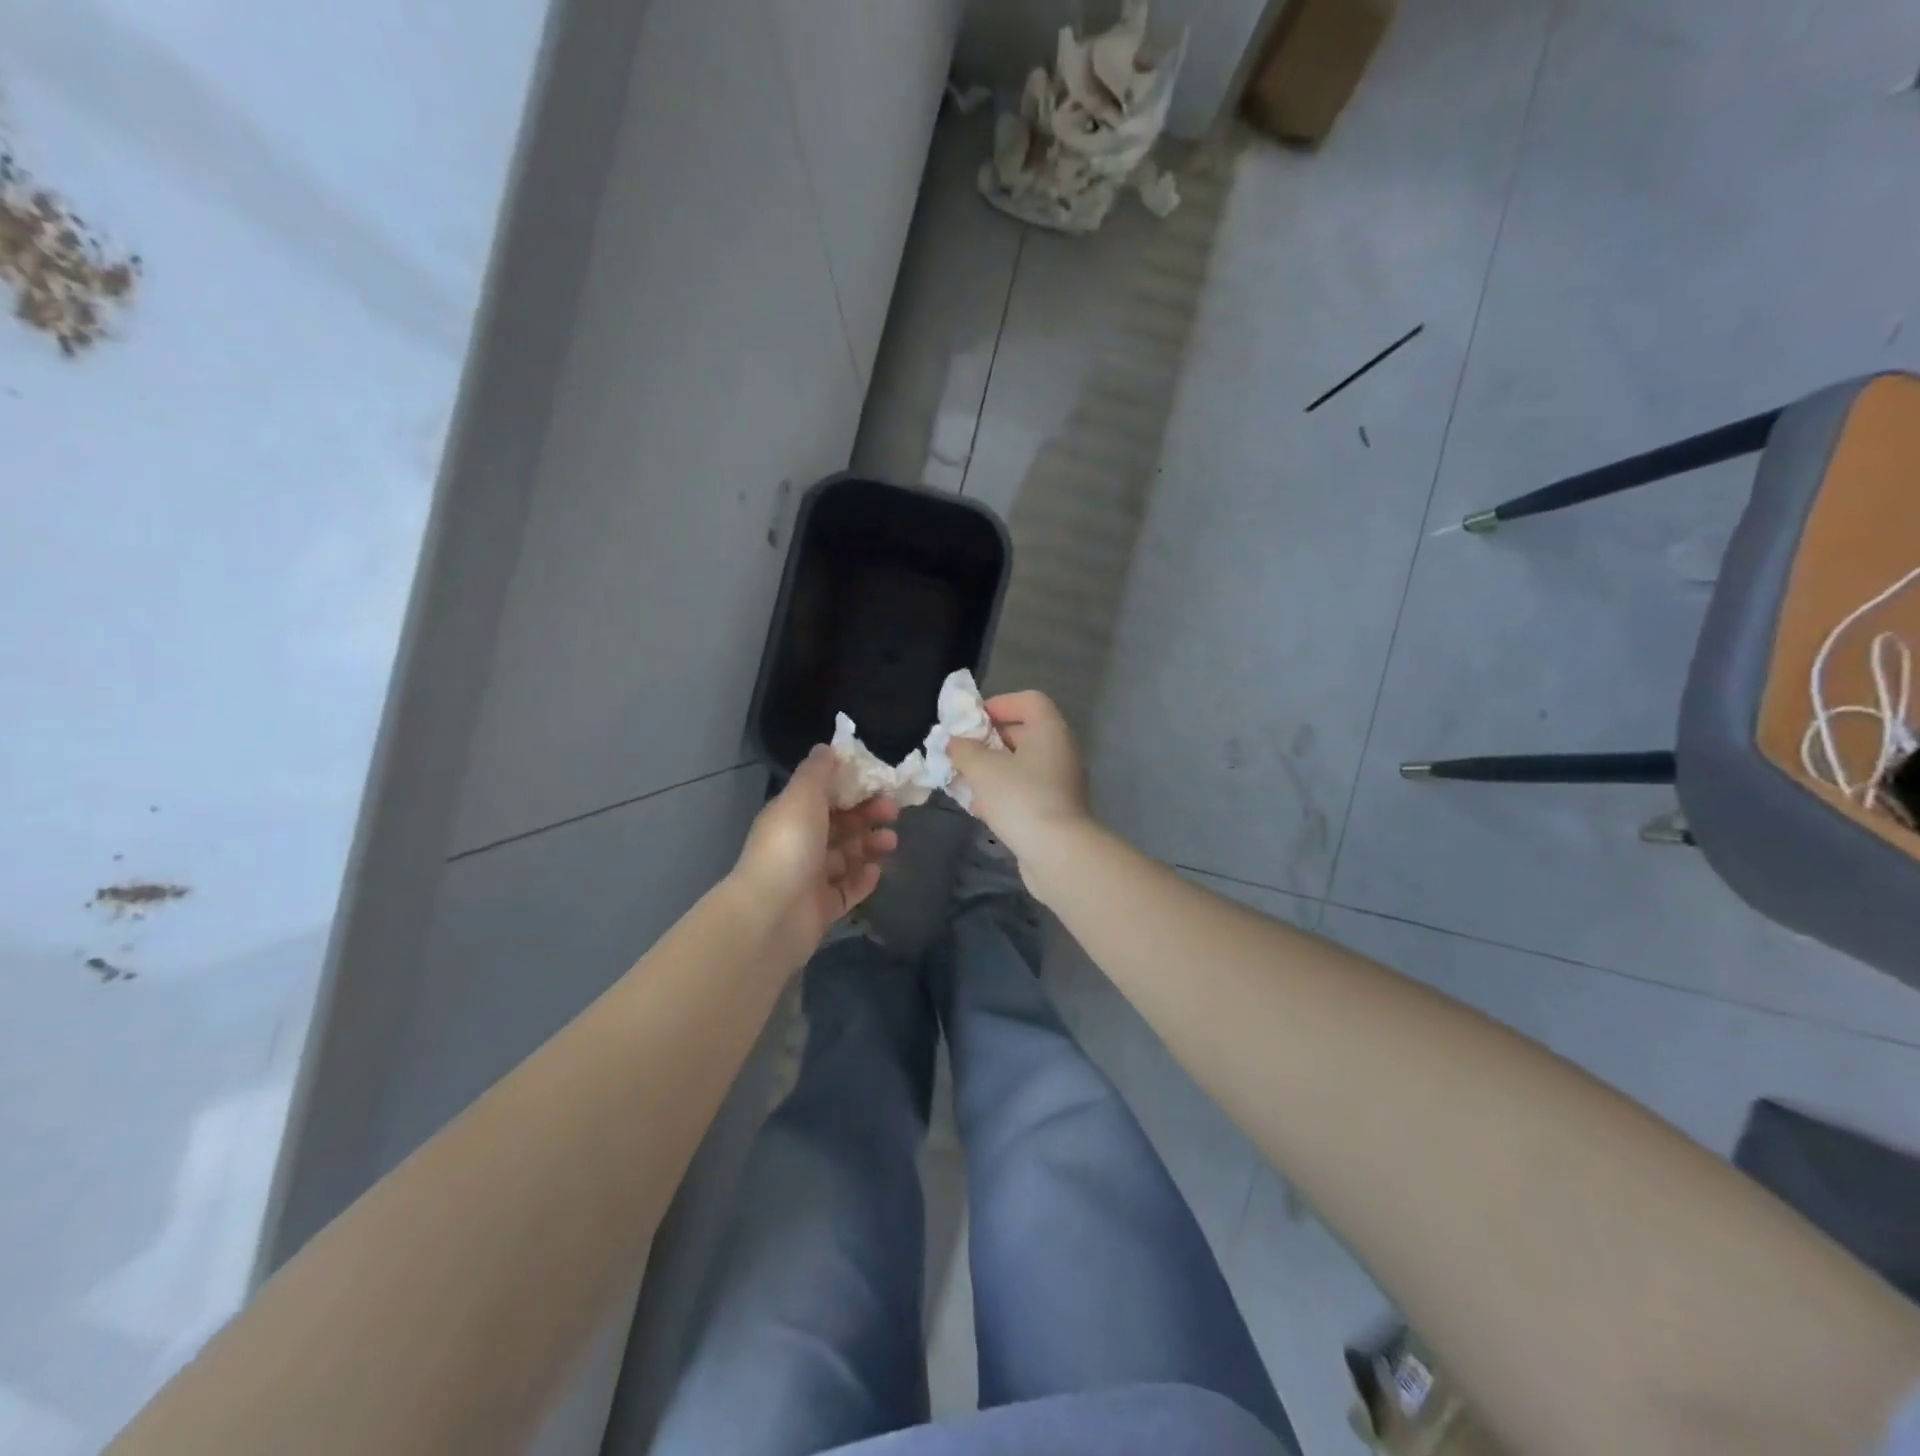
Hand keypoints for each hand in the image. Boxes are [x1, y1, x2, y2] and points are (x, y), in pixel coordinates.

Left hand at [731, 747, 898, 964]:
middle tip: (893, 812)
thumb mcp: (802, 796)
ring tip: (891, 842)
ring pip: (846, 857)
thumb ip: (817, 771)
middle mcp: (800, 845)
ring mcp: (810, 879)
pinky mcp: (822, 908)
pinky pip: (847, 889)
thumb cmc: (790, 847)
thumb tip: (827, 748)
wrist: (772, 914)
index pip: (825, 797)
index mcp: (791, 816)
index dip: (852, 788)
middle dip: (867, 816)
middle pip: (839, 825)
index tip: (880, 783)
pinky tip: (877, 872)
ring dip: (870, 845)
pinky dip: (863, 879)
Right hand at [946, 691, 1091, 862]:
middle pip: (1023, 732)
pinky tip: (980, 809)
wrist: (1058, 853)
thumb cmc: (1020, 798)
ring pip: (1022, 765)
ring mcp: (1061, 781)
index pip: (1029, 700)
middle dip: (988, 741)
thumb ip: (963, 750)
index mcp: (1049, 730)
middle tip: (961, 753)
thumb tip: (955, 742)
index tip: (971, 722)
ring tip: (964, 781)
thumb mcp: (982, 768)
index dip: (999, 704)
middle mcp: (1060, 750)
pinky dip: (1004, 793)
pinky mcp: (1057, 809)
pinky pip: (1026, 790)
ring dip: (993, 770)